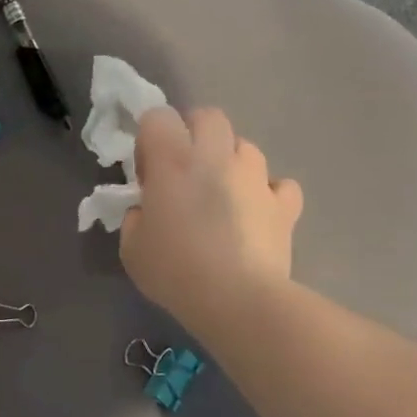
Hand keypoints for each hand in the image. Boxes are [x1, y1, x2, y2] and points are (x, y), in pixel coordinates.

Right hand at [120, 106, 303, 342]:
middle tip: (184, 171)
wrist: (237, 299)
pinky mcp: (284, 204)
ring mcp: (256, 177)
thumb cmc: (175, 270)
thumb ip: (135, 217)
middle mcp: (216, 157)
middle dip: (194, 134)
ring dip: (231, 162)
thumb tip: (146, 209)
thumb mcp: (131, 247)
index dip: (150, 140)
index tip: (147, 174)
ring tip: (222, 195)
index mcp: (173, 161)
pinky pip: (279, 185)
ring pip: (245, 147)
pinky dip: (268, 193)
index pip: (157, 117)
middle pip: (208, 117)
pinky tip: (257, 212)